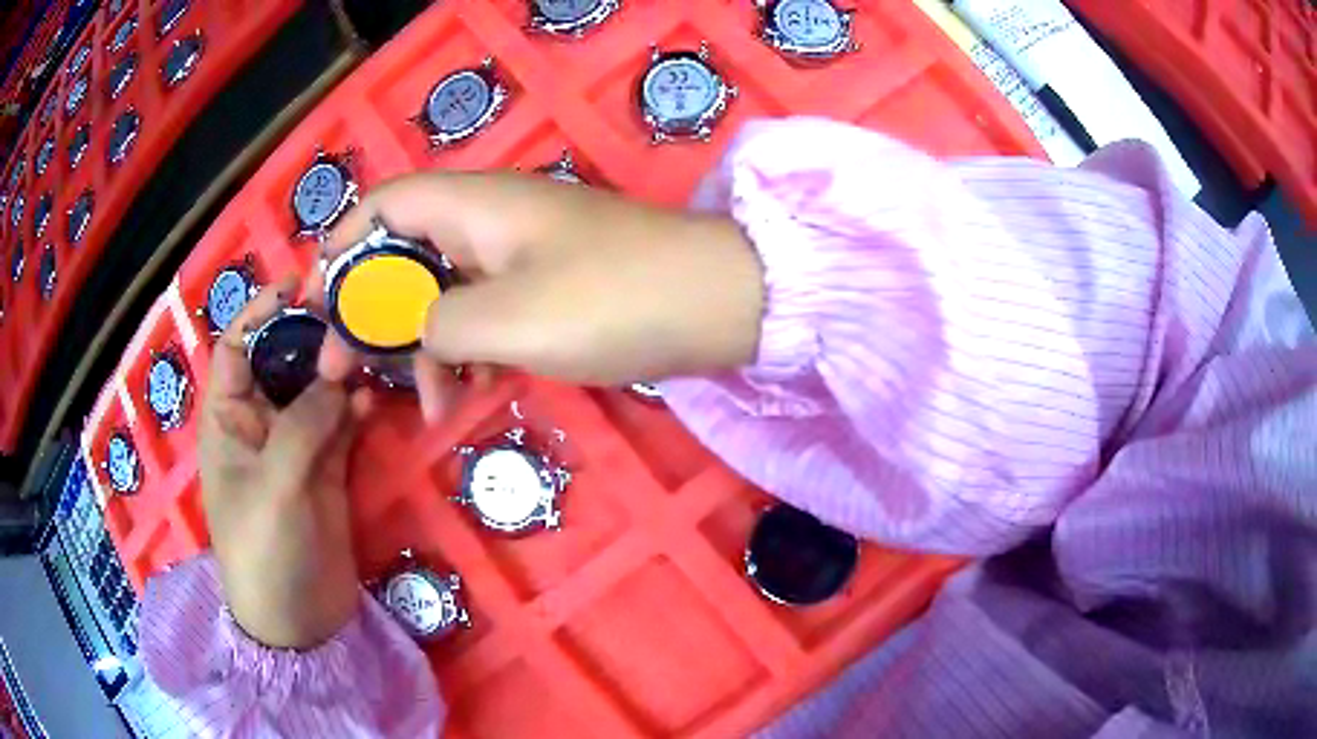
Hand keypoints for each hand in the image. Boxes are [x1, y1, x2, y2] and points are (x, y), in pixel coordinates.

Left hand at [200, 277, 364, 649]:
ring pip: (317, 389)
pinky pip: (343, 424)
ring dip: (342, 370)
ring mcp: (295, 446)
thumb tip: (340, 376)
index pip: (236, 347)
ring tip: (374, 350)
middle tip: (353, 316)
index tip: (301, 284)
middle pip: (283, 361)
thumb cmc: (264, 553)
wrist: (299, 621)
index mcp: (227, 419)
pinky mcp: (327, 468)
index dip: (261, 312)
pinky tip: (379, 399)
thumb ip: (303, 426)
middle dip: (312, 337)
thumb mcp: (274, 487)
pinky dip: (359, 408)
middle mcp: (258, 423)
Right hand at [315, 171, 765, 420]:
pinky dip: (467, 351)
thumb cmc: (612, 301)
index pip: (383, 207)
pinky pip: (485, 313)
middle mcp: (490, 220)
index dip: (340, 248)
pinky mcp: (547, 289)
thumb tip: (412, 329)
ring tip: (420, 404)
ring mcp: (521, 255)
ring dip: (420, 345)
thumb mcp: (509, 319)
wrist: (718, 305)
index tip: (312, 302)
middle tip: (339, 369)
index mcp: (473, 206)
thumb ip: (438, 323)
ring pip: (443, 293)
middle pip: (404, 256)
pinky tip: (464, 396)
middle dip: (368, 312)